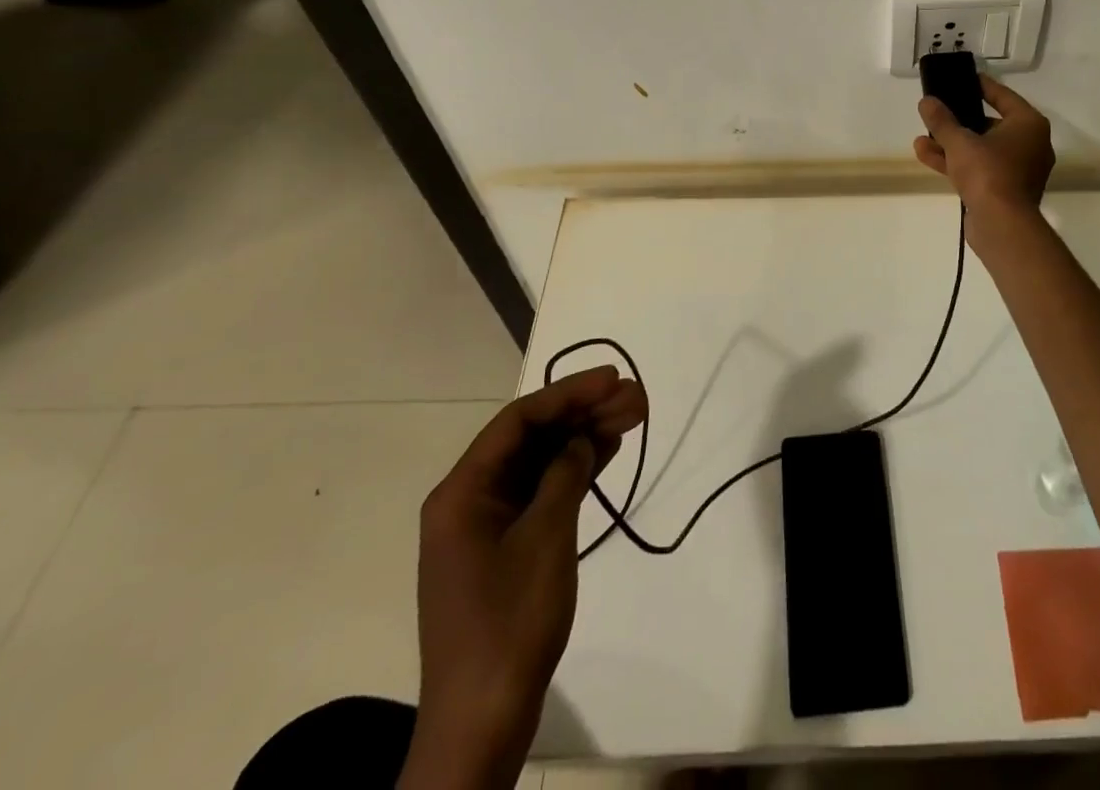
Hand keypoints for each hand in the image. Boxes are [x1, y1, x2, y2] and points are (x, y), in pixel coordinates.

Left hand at [400, 367, 646, 789]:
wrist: (482, 720)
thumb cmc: (510, 621)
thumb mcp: (546, 537)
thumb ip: (565, 475)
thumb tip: (581, 439)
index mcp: (463, 491)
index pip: (519, 420)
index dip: (568, 392)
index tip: (613, 379)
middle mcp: (470, 498)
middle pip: (532, 437)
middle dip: (584, 411)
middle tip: (636, 396)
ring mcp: (488, 523)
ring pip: (541, 461)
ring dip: (585, 436)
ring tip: (635, 414)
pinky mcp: (506, 545)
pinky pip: (543, 490)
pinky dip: (576, 469)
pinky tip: (610, 450)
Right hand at [913, 75, 1055, 220]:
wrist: (1002, 226)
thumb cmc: (988, 172)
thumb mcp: (959, 141)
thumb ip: (942, 120)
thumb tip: (927, 101)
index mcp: (1029, 125)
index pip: (1003, 96)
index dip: (980, 86)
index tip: (962, 79)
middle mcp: (1030, 144)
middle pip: (990, 124)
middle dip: (958, 121)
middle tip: (938, 111)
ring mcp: (1019, 170)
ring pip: (981, 149)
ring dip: (951, 144)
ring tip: (921, 137)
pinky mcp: (1005, 190)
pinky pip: (980, 169)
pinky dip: (957, 162)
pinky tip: (926, 155)